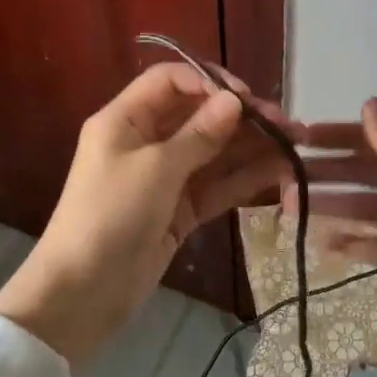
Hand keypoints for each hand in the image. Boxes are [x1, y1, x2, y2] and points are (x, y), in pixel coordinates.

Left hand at [0, 63, 297, 363]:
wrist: (81, 295)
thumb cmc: (110, 215)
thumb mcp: (155, 169)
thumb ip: (199, 134)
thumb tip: (234, 100)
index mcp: (126, 119)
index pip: (171, 81)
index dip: (209, 82)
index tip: (246, 98)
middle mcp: (146, 141)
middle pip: (199, 115)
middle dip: (242, 117)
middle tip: (286, 124)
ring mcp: (165, 177)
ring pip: (214, 152)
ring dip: (252, 147)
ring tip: (295, 146)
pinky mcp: (179, 210)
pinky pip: (216, 185)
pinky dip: (244, 178)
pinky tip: (279, 172)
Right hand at [292, 98, 376, 333]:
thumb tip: (367, 101)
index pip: (369, 140)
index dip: (333, 137)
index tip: (296, 138)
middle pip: (359, 175)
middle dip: (324, 175)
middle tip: (281, 181)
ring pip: (361, 209)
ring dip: (330, 207)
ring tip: (290, 211)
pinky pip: (374, 245)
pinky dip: (350, 243)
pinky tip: (322, 245)